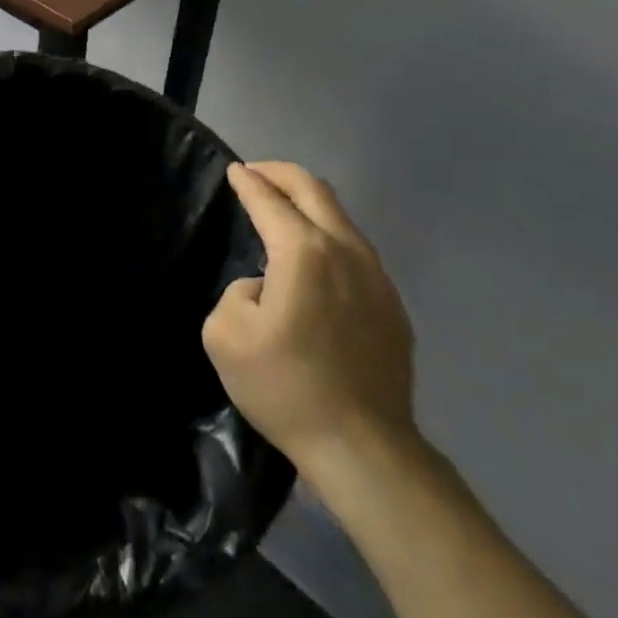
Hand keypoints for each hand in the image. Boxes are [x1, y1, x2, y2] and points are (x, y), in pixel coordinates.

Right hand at [203, 161, 417, 490]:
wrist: (362, 447)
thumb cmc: (285, 387)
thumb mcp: (225, 335)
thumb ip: (237, 291)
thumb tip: (265, 287)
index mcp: (304, 252)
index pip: (270, 200)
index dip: (248, 182)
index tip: (234, 171)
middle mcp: (346, 251)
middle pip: (315, 190)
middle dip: (280, 174)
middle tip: (255, 174)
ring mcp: (377, 278)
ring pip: (341, 218)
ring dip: (308, 204)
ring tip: (282, 213)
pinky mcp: (392, 306)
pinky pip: (354, 251)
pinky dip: (327, 237)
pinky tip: (312, 264)